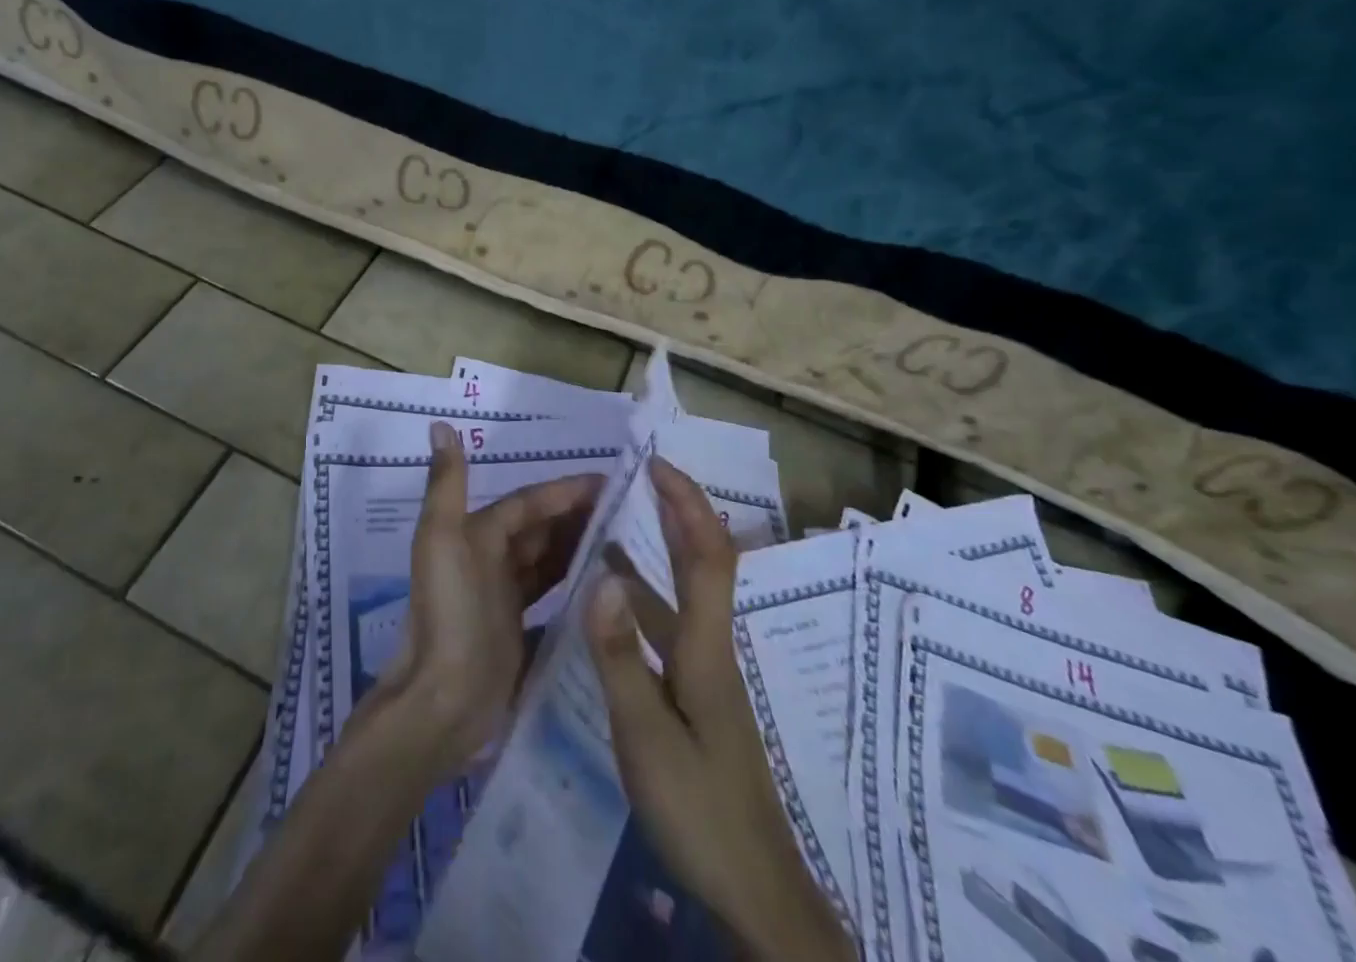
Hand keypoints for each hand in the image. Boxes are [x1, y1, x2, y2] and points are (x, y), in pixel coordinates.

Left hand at [359, 421, 601, 776]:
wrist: (441, 703)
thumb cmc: (448, 613)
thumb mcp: (441, 540)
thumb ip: (446, 484)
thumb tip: (439, 425)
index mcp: (476, 534)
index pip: (528, 502)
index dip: (565, 490)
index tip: (610, 482)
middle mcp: (490, 560)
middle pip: (541, 529)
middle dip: (578, 516)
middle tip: (630, 511)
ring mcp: (504, 598)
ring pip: (549, 561)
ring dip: (579, 547)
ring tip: (626, 542)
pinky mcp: (518, 632)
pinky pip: (552, 598)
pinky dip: (574, 586)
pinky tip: (607, 587)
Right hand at [586, 457, 851, 960]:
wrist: (754, 892)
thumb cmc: (700, 810)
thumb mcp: (646, 735)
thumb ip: (620, 655)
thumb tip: (601, 575)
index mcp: (705, 647)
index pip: (705, 555)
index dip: (686, 504)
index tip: (657, 463)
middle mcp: (712, 648)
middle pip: (704, 562)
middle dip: (679, 510)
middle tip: (643, 473)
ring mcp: (707, 674)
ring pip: (686, 592)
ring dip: (661, 548)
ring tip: (617, 520)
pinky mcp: (698, 696)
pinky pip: (672, 622)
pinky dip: (647, 592)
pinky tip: (617, 600)